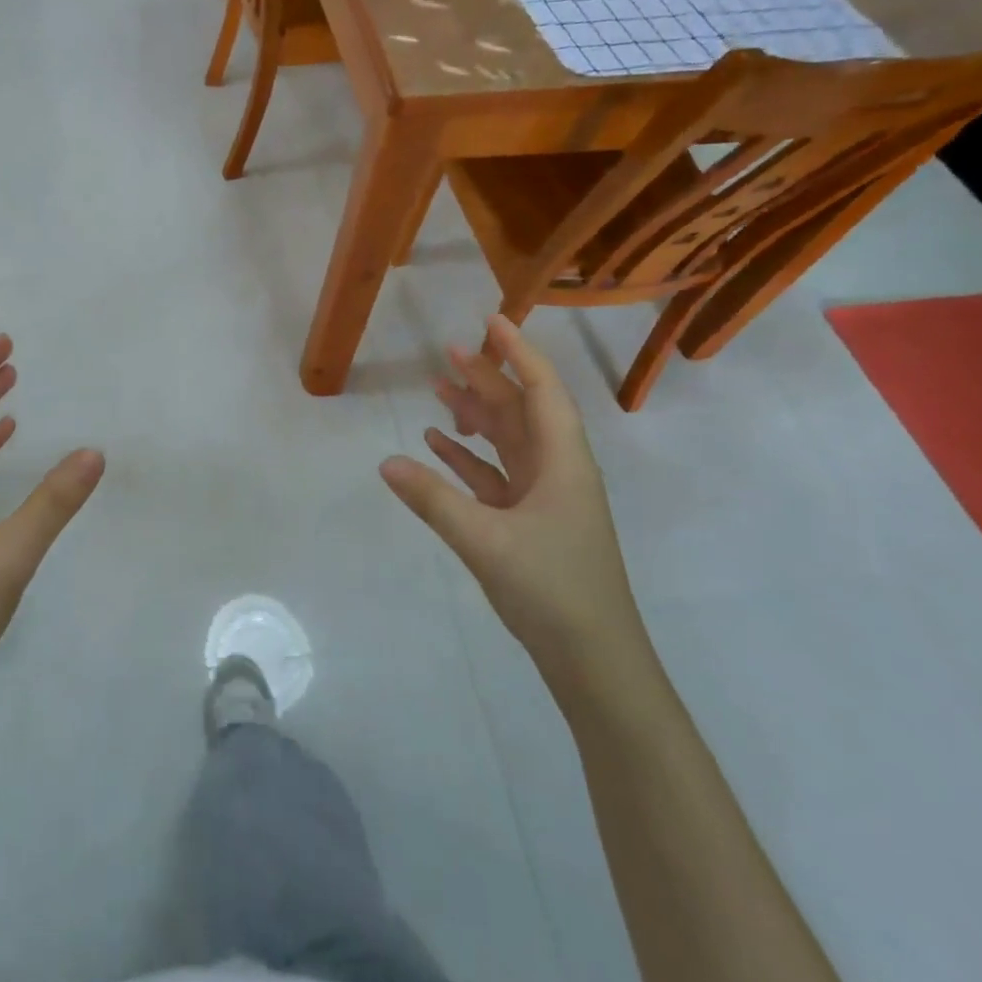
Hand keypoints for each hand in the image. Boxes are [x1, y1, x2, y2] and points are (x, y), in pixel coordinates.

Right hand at [379, 316, 641, 675]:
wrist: (594, 661)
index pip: (541, 390)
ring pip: (507, 441)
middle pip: (520, 410)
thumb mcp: (485, 541)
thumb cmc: (552, 589)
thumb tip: (386, 462)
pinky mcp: (528, 522)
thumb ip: (433, 499)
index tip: (491, 321)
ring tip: (438, 389)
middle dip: (487, 377)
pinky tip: (438, 445)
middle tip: (448, 351)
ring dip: (475, 414)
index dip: (518, 352)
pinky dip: (468, 457)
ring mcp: (543, 497)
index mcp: (562, 461)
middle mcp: (556, 470)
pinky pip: (494, 475)